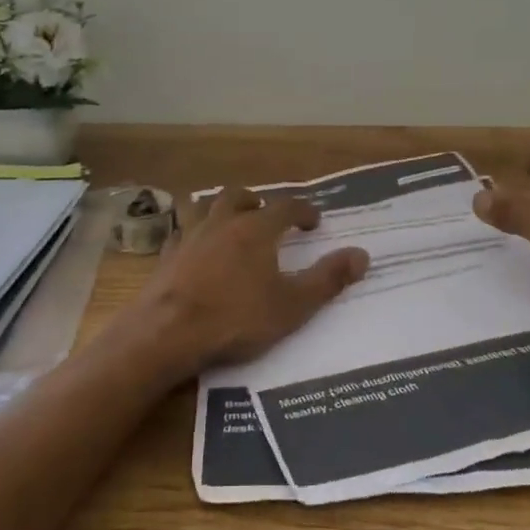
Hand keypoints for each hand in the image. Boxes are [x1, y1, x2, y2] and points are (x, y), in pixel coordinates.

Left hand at [115, 187, 369, 384]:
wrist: (167, 333)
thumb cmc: (236, 319)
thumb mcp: (292, 306)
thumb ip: (328, 279)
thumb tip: (362, 255)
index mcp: (256, 230)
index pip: (285, 207)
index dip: (303, 211)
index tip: (313, 220)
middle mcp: (222, 223)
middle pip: (239, 196)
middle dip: (256, 200)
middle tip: (265, 212)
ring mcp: (189, 236)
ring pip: (205, 207)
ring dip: (220, 209)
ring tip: (229, 222)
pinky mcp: (166, 256)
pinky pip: (182, 232)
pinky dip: (194, 233)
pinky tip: (196, 249)